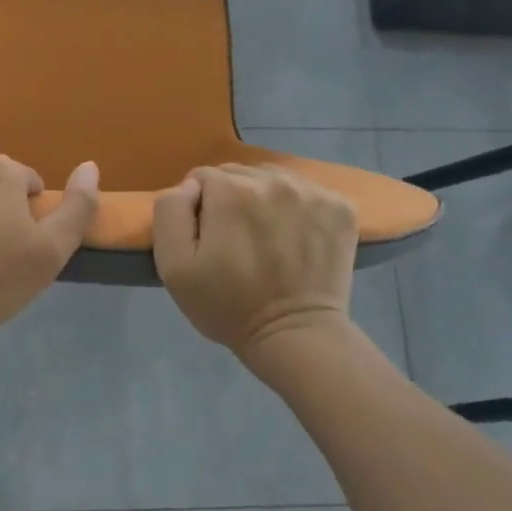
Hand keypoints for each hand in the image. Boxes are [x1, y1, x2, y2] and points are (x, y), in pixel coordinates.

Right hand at [153, 164, 356, 354]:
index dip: (198, 208)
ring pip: (272, 179)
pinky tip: (293, 237)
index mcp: (231, 191)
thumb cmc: (226, 305)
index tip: (207, 239)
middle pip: (238, 174)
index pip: (202, 177)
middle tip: (234, 240)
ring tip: (264, 237)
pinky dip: (296, 208)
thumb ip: (170, 212)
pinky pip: (306, 191)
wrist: (294, 336)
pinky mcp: (341, 208)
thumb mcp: (173, 266)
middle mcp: (274, 180)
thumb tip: (189, 187)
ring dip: (263, 199)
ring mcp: (313, 192)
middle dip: (230, 199)